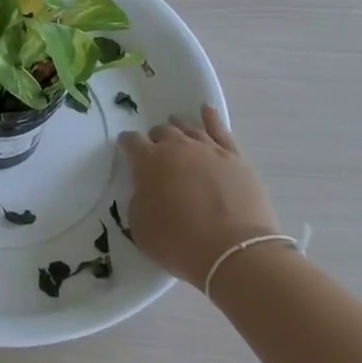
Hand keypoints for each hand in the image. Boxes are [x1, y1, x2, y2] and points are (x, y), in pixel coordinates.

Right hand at [118, 107, 279, 286]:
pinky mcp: (235, 157)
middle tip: (157, 153)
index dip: (127, 145)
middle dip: (155, 139)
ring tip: (177, 132)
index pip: (131, 142)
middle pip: (162, 132)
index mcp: (148, 161)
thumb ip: (138, 201)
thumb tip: (146, 190)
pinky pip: (220, 129)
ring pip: (189, 128)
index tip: (126, 150)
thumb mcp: (140, 227)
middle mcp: (177, 147)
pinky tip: (206, 111)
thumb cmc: (179, 243)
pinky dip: (211, 118)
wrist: (234, 251)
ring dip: (179, 129)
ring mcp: (208, 149)